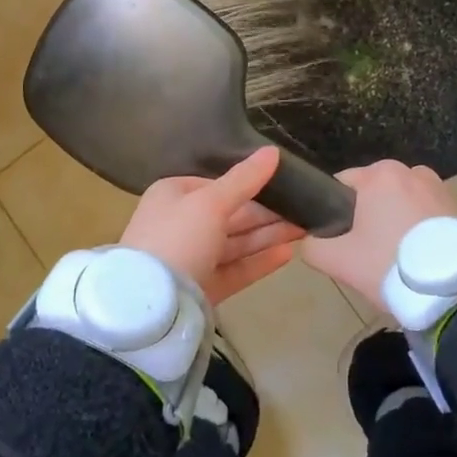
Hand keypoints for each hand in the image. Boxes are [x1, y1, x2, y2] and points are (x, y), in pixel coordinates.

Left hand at [120, 146, 305, 303]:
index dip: (250, 184)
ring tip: (305, 229)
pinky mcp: (202, 289)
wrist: (151, 306)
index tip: (284, 184)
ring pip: (235, 243)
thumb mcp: (211, 202)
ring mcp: (191, 259)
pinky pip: (235, 269)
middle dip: (266, 213)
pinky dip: (259, 261)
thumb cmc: (178, 238)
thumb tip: (273, 150)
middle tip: (305, 208)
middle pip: (229, 215)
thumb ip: (244, 179)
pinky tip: (288, 254)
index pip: (216, 185)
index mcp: (173, 195)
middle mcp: (180, 225)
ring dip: (268, 235)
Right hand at [298, 160, 456, 311]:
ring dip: (395, 223)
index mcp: (379, 173)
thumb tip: (309, 240)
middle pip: (374, 194)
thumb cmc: (389, 264)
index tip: (342, 242)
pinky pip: (425, 215)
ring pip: (401, 204)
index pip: (342, 184)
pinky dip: (419, 230)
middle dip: (368, 218)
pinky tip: (420, 258)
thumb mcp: (338, 260)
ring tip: (397, 260)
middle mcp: (410, 170)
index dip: (335, 212)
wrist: (454, 291)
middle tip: (368, 255)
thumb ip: (312, 246)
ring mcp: (439, 187)